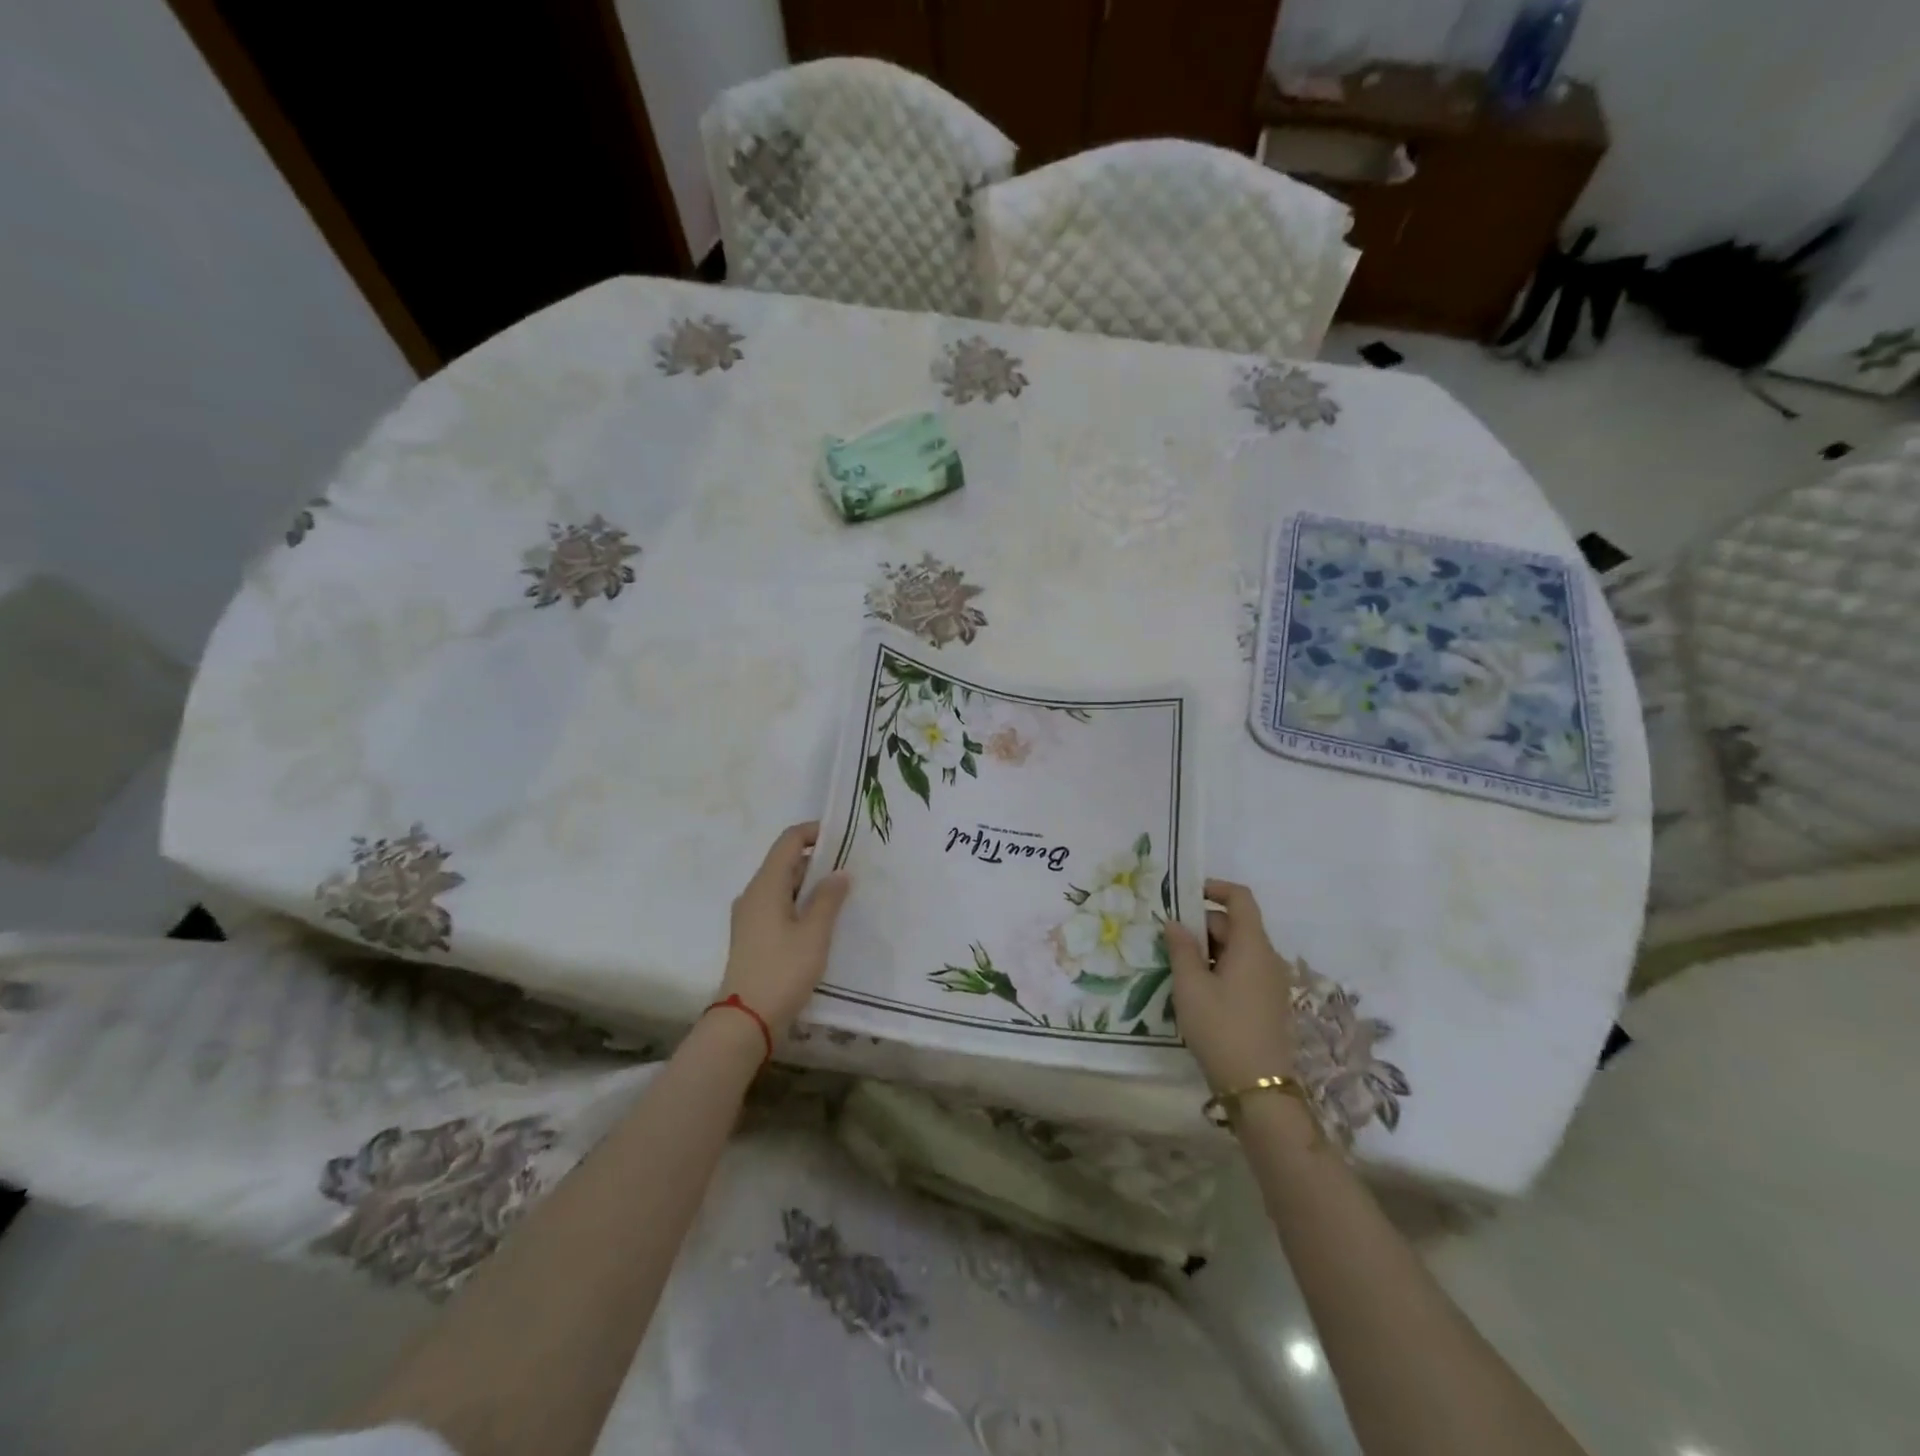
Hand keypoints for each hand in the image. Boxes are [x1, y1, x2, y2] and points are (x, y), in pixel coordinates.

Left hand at [717, 823, 851, 1038]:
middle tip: (851, 869)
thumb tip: (839, 872)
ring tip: (843, 894)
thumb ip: (828, 898)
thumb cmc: (782, 971)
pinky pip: (778, 905)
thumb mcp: (814, 933)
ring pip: (783, 885)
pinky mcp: (752, 935)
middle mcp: (753, 893)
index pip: (789, 841)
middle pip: (786, 861)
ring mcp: (750, 915)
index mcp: (766, 885)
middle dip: (818, 860)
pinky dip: (800, 903)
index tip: (843, 837)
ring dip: (811, 885)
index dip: (814, 832)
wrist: (745, 1021)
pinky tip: (822, 920)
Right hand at [1166, 879, 1296, 1093]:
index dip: (1215, 889)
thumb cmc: (1221, 1028)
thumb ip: (1181, 948)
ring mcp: (1271, 982)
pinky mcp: (1268, 1003)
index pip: (1240, 899)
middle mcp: (1268, 958)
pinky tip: (1197, 989)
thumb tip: (1175, 923)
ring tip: (1177, 966)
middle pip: (1235, 925)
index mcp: (1252, 946)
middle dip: (1202, 925)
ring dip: (1208, 949)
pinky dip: (1219, 968)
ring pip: (1237, 949)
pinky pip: (1243, 970)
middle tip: (1168, 939)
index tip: (1185, 895)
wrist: (1258, 1088)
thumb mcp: (1190, 986)